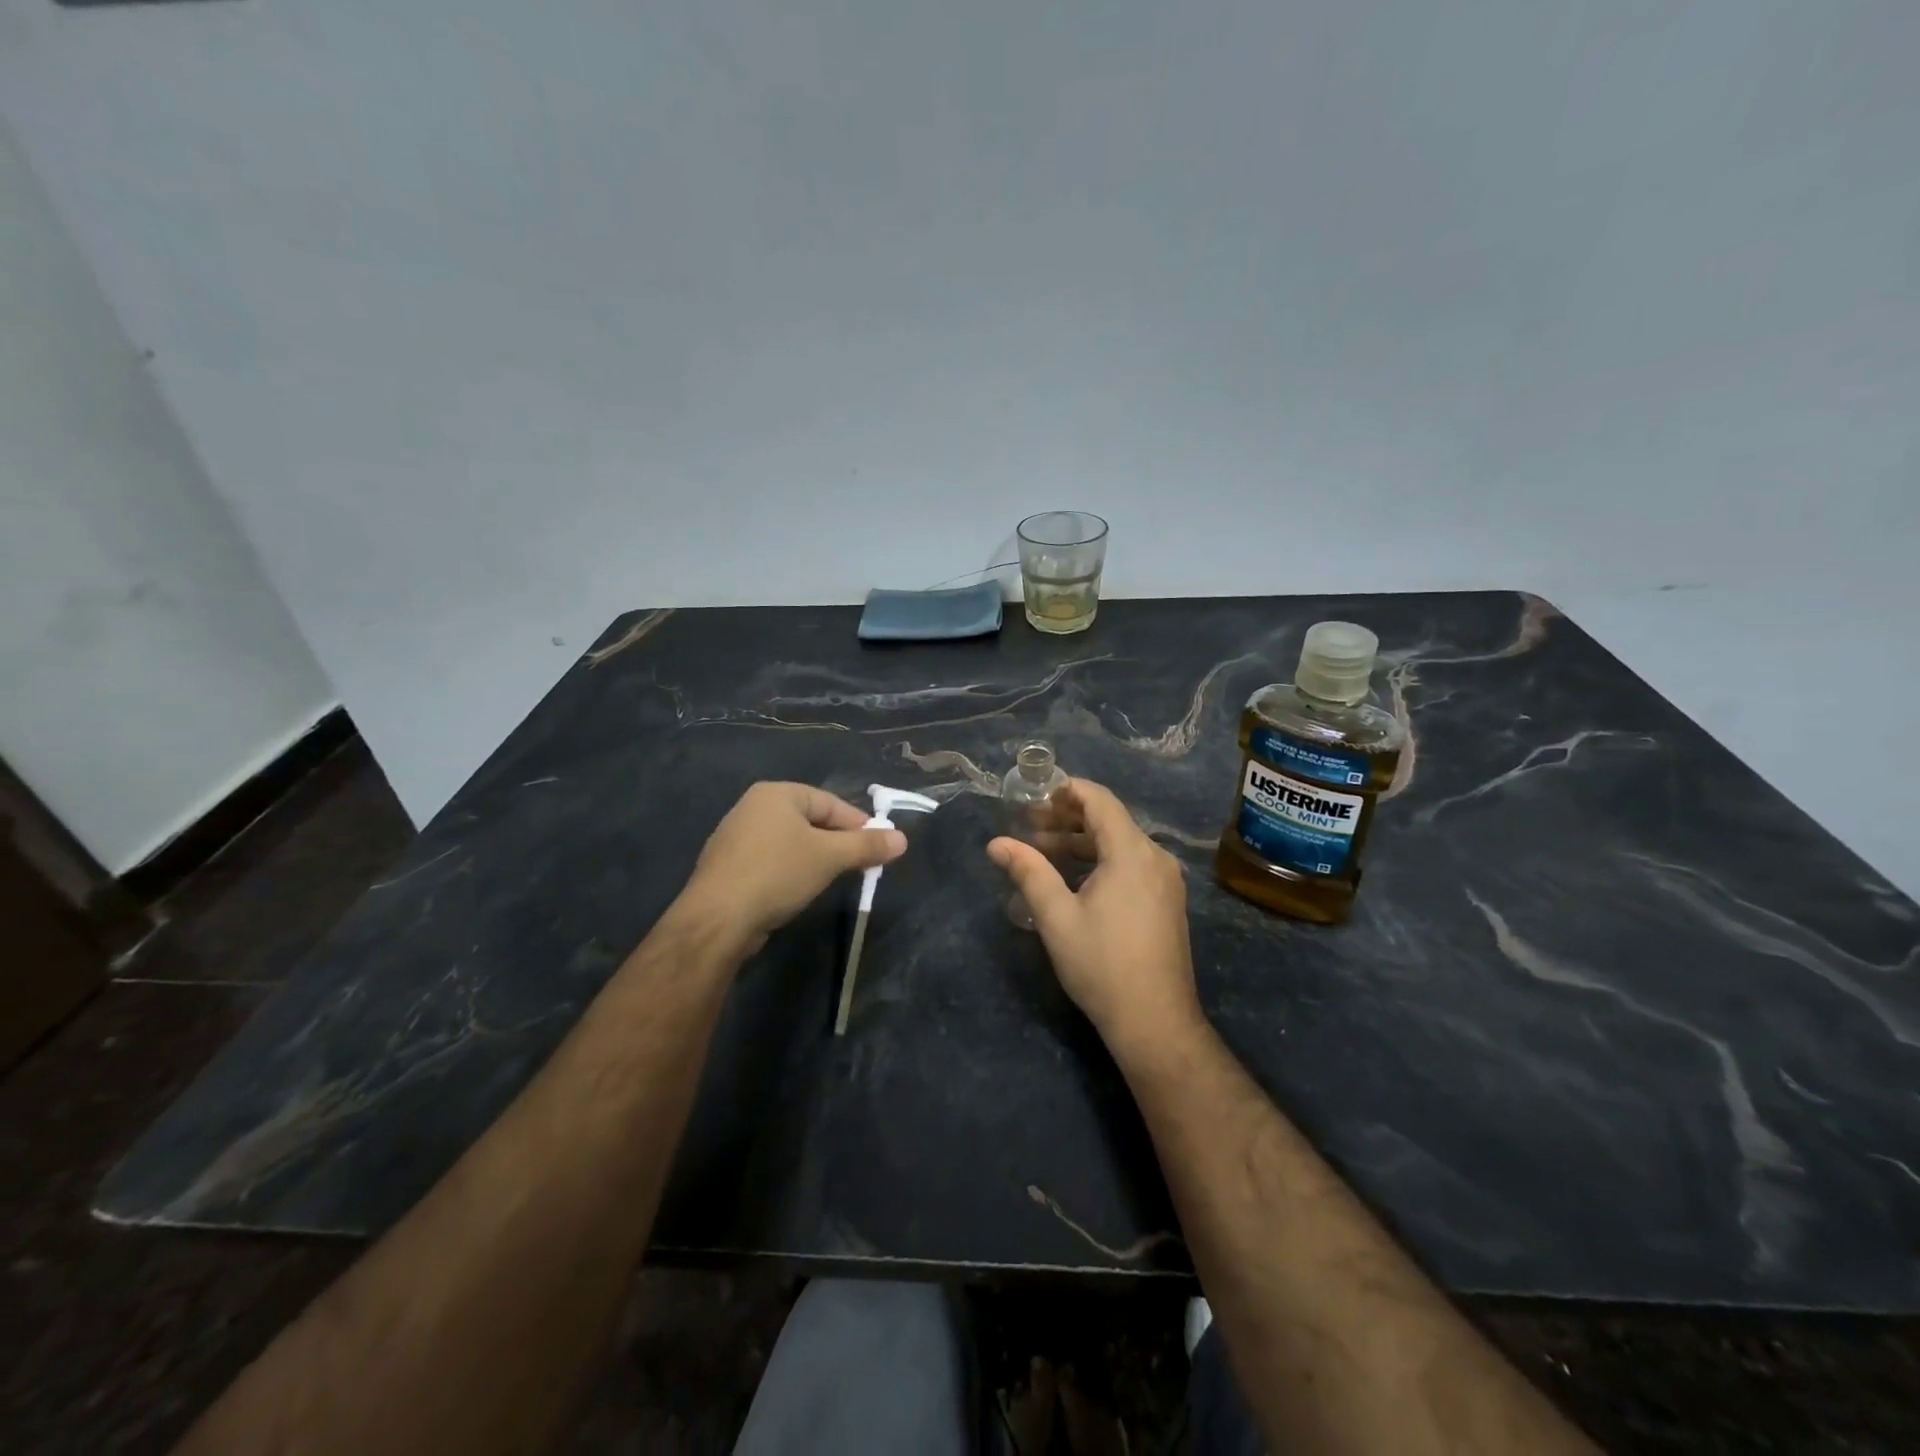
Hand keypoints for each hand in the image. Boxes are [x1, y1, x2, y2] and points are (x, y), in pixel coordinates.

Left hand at [676, 783, 904, 954]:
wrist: (717, 920)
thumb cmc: (777, 874)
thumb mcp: (830, 857)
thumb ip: (866, 846)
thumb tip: (902, 839)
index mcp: (776, 793)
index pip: (830, 803)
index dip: (859, 824)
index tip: (879, 847)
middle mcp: (753, 807)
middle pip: (810, 820)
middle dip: (838, 842)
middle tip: (860, 865)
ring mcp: (736, 837)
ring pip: (791, 842)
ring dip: (815, 858)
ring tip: (834, 878)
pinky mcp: (728, 867)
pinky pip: (772, 861)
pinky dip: (791, 871)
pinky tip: (799, 890)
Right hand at [987, 779, 1201, 1052]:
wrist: (1155, 1021)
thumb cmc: (1102, 964)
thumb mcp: (1056, 916)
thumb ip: (1028, 872)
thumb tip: (996, 843)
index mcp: (1132, 852)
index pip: (1100, 800)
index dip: (1067, 791)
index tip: (1034, 797)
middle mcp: (1155, 857)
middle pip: (1110, 820)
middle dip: (1067, 818)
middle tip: (1029, 826)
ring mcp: (1165, 881)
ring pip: (1120, 844)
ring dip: (1082, 842)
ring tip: (1042, 852)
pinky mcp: (1166, 901)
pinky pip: (1132, 864)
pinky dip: (1101, 861)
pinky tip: (1073, 879)